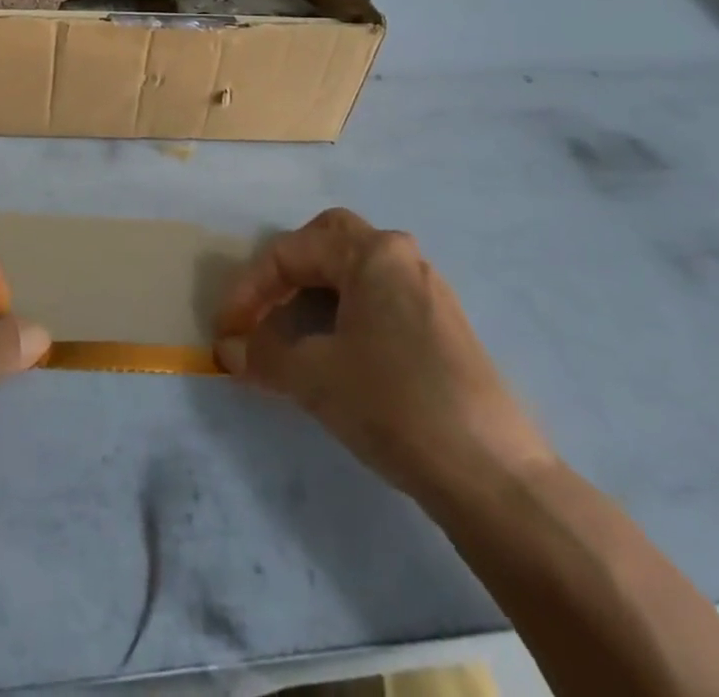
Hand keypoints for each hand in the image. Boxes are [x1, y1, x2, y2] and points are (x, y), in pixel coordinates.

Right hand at [215, 209, 552, 508]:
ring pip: (356, 271)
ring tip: (292, 333)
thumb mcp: (314, 376)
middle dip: (287, 270)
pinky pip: (379, 299)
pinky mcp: (444, 327)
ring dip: (316, 293)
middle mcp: (401, 257)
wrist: (492, 475)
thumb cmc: (393, 403)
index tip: (226, 330)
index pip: (291, 252)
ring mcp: (428, 291)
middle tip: (263, 305)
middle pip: (328, 241)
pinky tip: (336, 352)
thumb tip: (230, 351)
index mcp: (371, 253)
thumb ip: (264, 354)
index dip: (249, 289)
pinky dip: (346, 313)